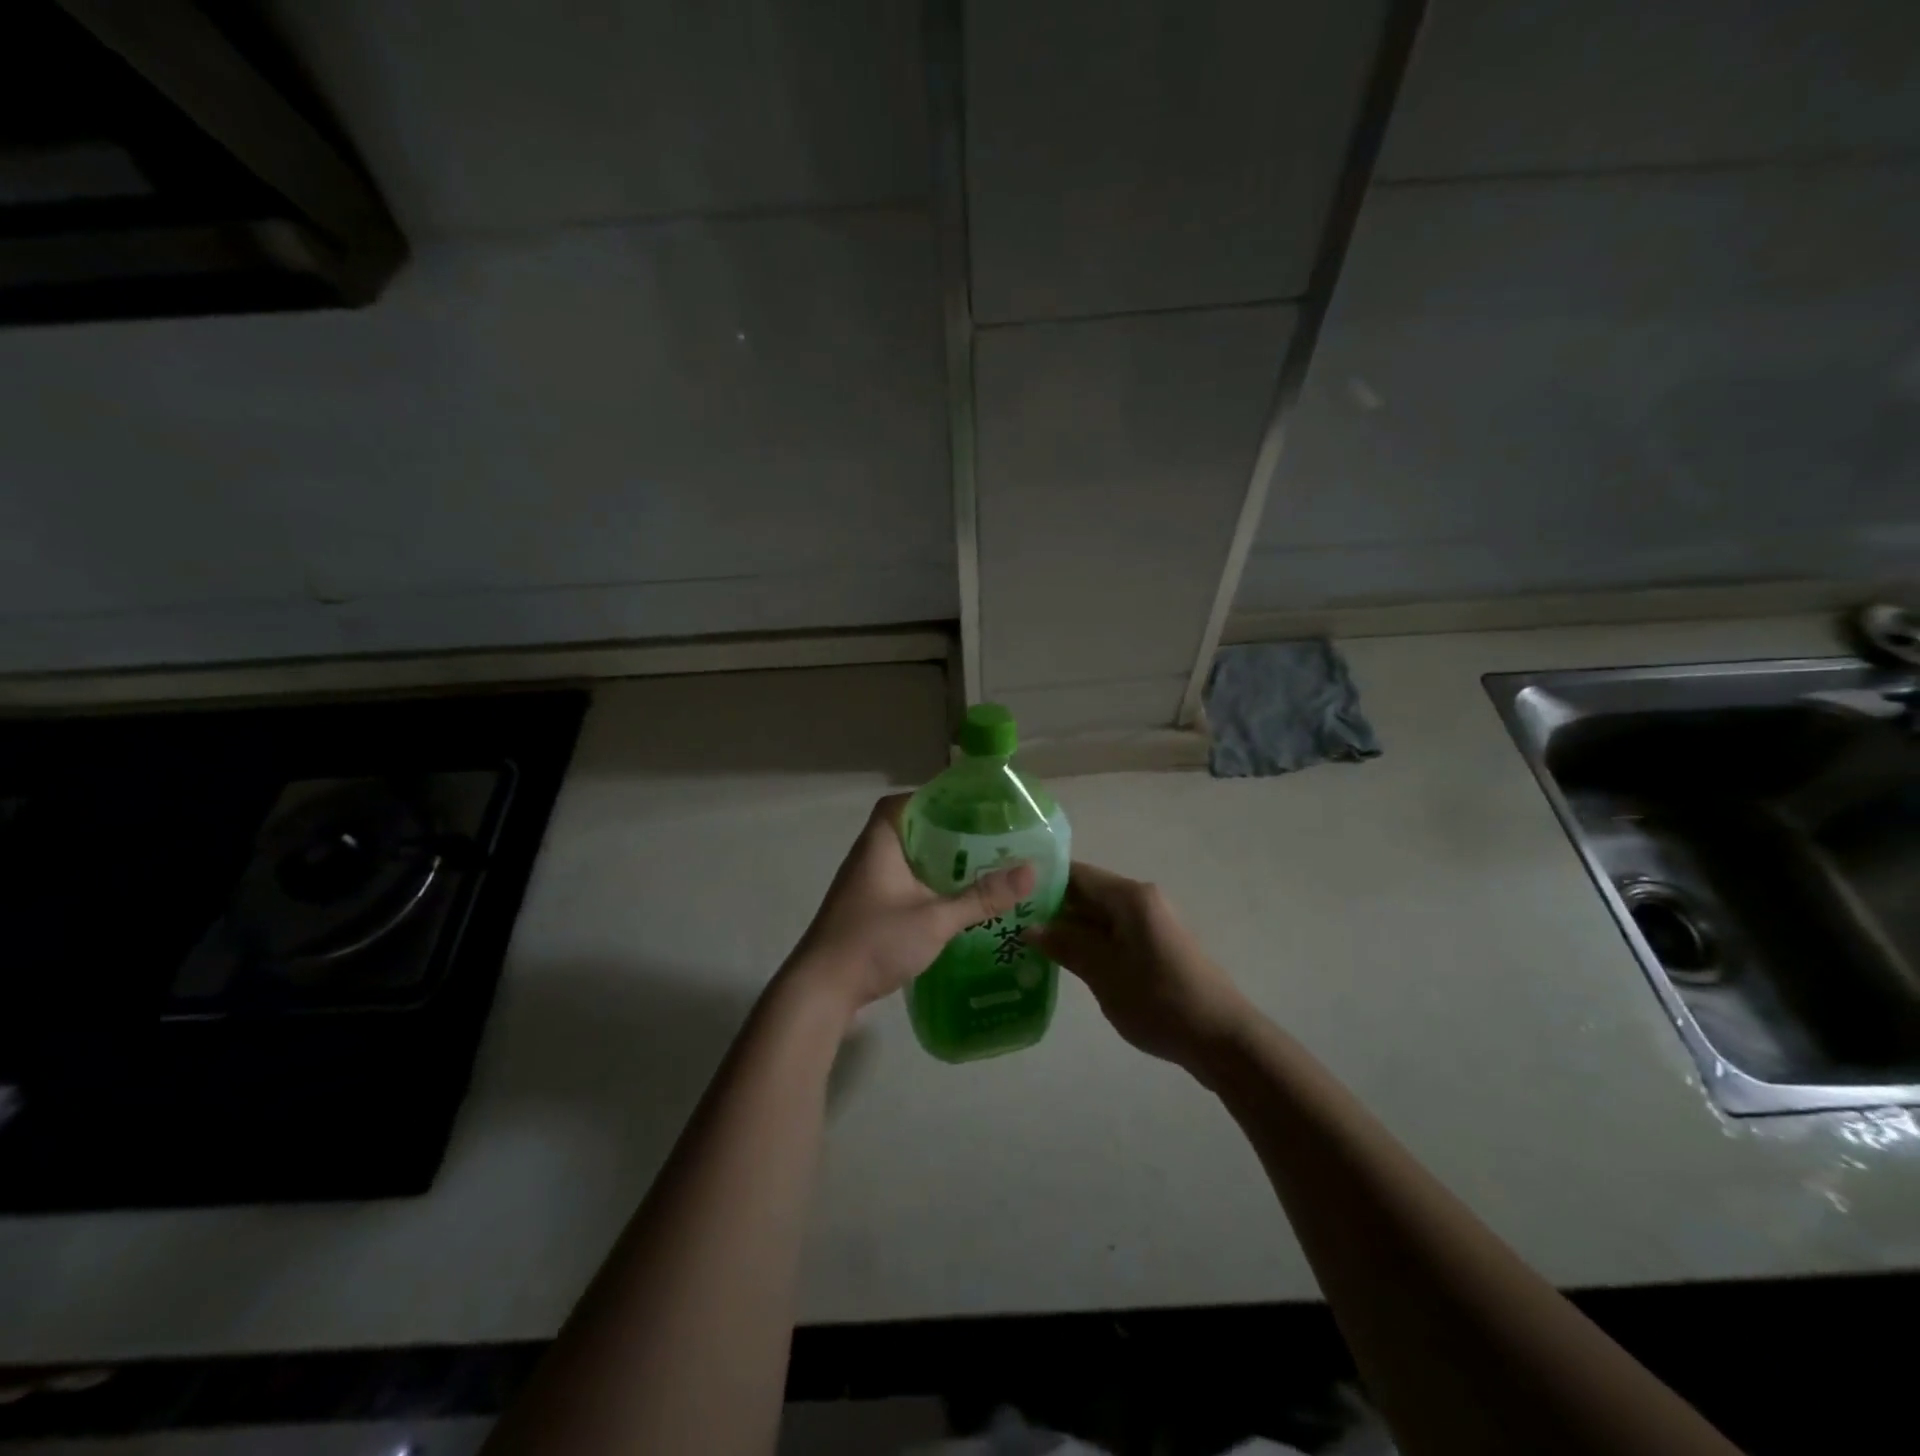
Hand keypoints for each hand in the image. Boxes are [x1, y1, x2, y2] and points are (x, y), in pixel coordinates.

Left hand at [785, 794, 1034, 1018]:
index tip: (971, 806)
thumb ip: (981, 897)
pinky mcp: (867, 909)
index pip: (904, 802)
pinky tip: (954, 900)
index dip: (935, 798)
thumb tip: (1031, 871)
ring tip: (979, 865)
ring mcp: (865, 884)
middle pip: (909, 829)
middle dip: (946, 832)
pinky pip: (903, 883)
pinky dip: (927, 884)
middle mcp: (869, 856)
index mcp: (880, 843)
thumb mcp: (935, 919)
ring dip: (937, 861)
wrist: (822, 989)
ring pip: (907, 859)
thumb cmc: (874, 941)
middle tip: (986, 837)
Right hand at [1025, 861, 1250, 1069]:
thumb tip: (1030, 927)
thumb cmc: (1159, 1000)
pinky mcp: (1154, 948)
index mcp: (1130, 897)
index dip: (1042, 881)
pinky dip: (1087, 944)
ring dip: (1067, 929)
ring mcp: (1149, 925)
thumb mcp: (1104, 973)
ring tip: (1025, 943)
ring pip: (1097, 917)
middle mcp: (1140, 901)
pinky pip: (1112, 935)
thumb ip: (1067, 945)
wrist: (1221, 1038)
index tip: (1008, 894)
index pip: (1076, 874)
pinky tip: (1061, 961)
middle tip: (1009, 924)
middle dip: (1050, 908)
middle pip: (1086, 894)